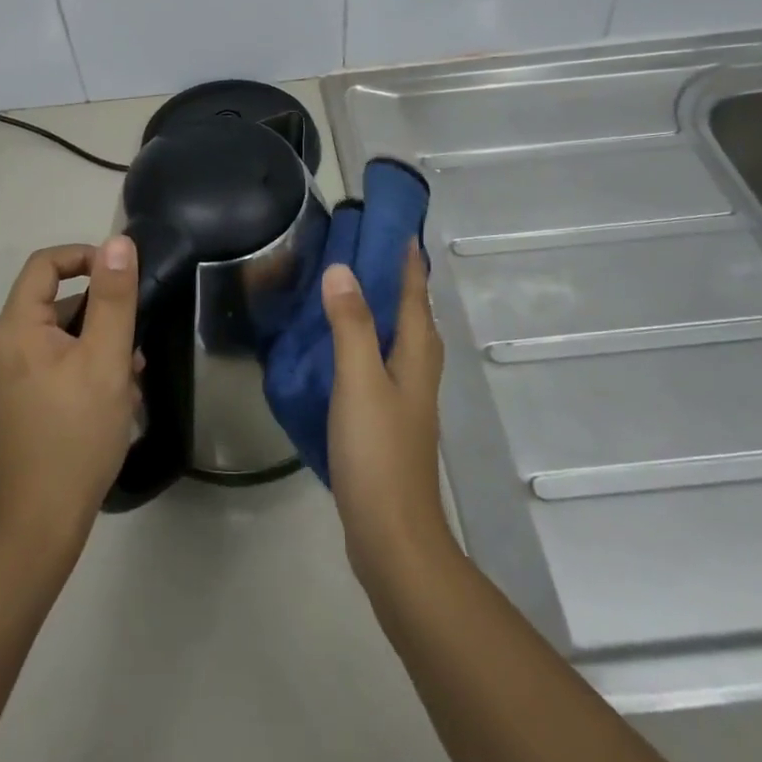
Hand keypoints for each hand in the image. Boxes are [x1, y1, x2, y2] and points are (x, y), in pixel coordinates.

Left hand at [0, 239, 140, 547]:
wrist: (41, 520)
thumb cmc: (77, 433)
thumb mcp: (106, 359)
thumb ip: (114, 297)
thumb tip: (117, 242)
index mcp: (13, 328)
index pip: (45, 264)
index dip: (86, 258)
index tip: (124, 277)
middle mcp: (0, 344)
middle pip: (56, 302)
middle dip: (101, 316)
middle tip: (135, 347)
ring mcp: (4, 374)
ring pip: (59, 335)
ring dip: (98, 345)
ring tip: (130, 379)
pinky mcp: (14, 398)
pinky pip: (52, 361)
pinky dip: (83, 366)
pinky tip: (113, 397)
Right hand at [323, 244, 454, 588]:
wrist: (391, 534)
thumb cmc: (378, 451)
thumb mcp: (359, 380)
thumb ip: (351, 325)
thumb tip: (343, 269)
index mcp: (417, 355)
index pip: (416, 294)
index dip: (408, 260)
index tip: (397, 227)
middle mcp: (418, 371)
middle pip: (415, 315)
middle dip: (398, 281)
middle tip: (367, 251)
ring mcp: (406, 399)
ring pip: (399, 340)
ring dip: (382, 311)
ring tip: (352, 290)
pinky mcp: (389, 421)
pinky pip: (381, 364)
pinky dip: (366, 342)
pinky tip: (342, 349)